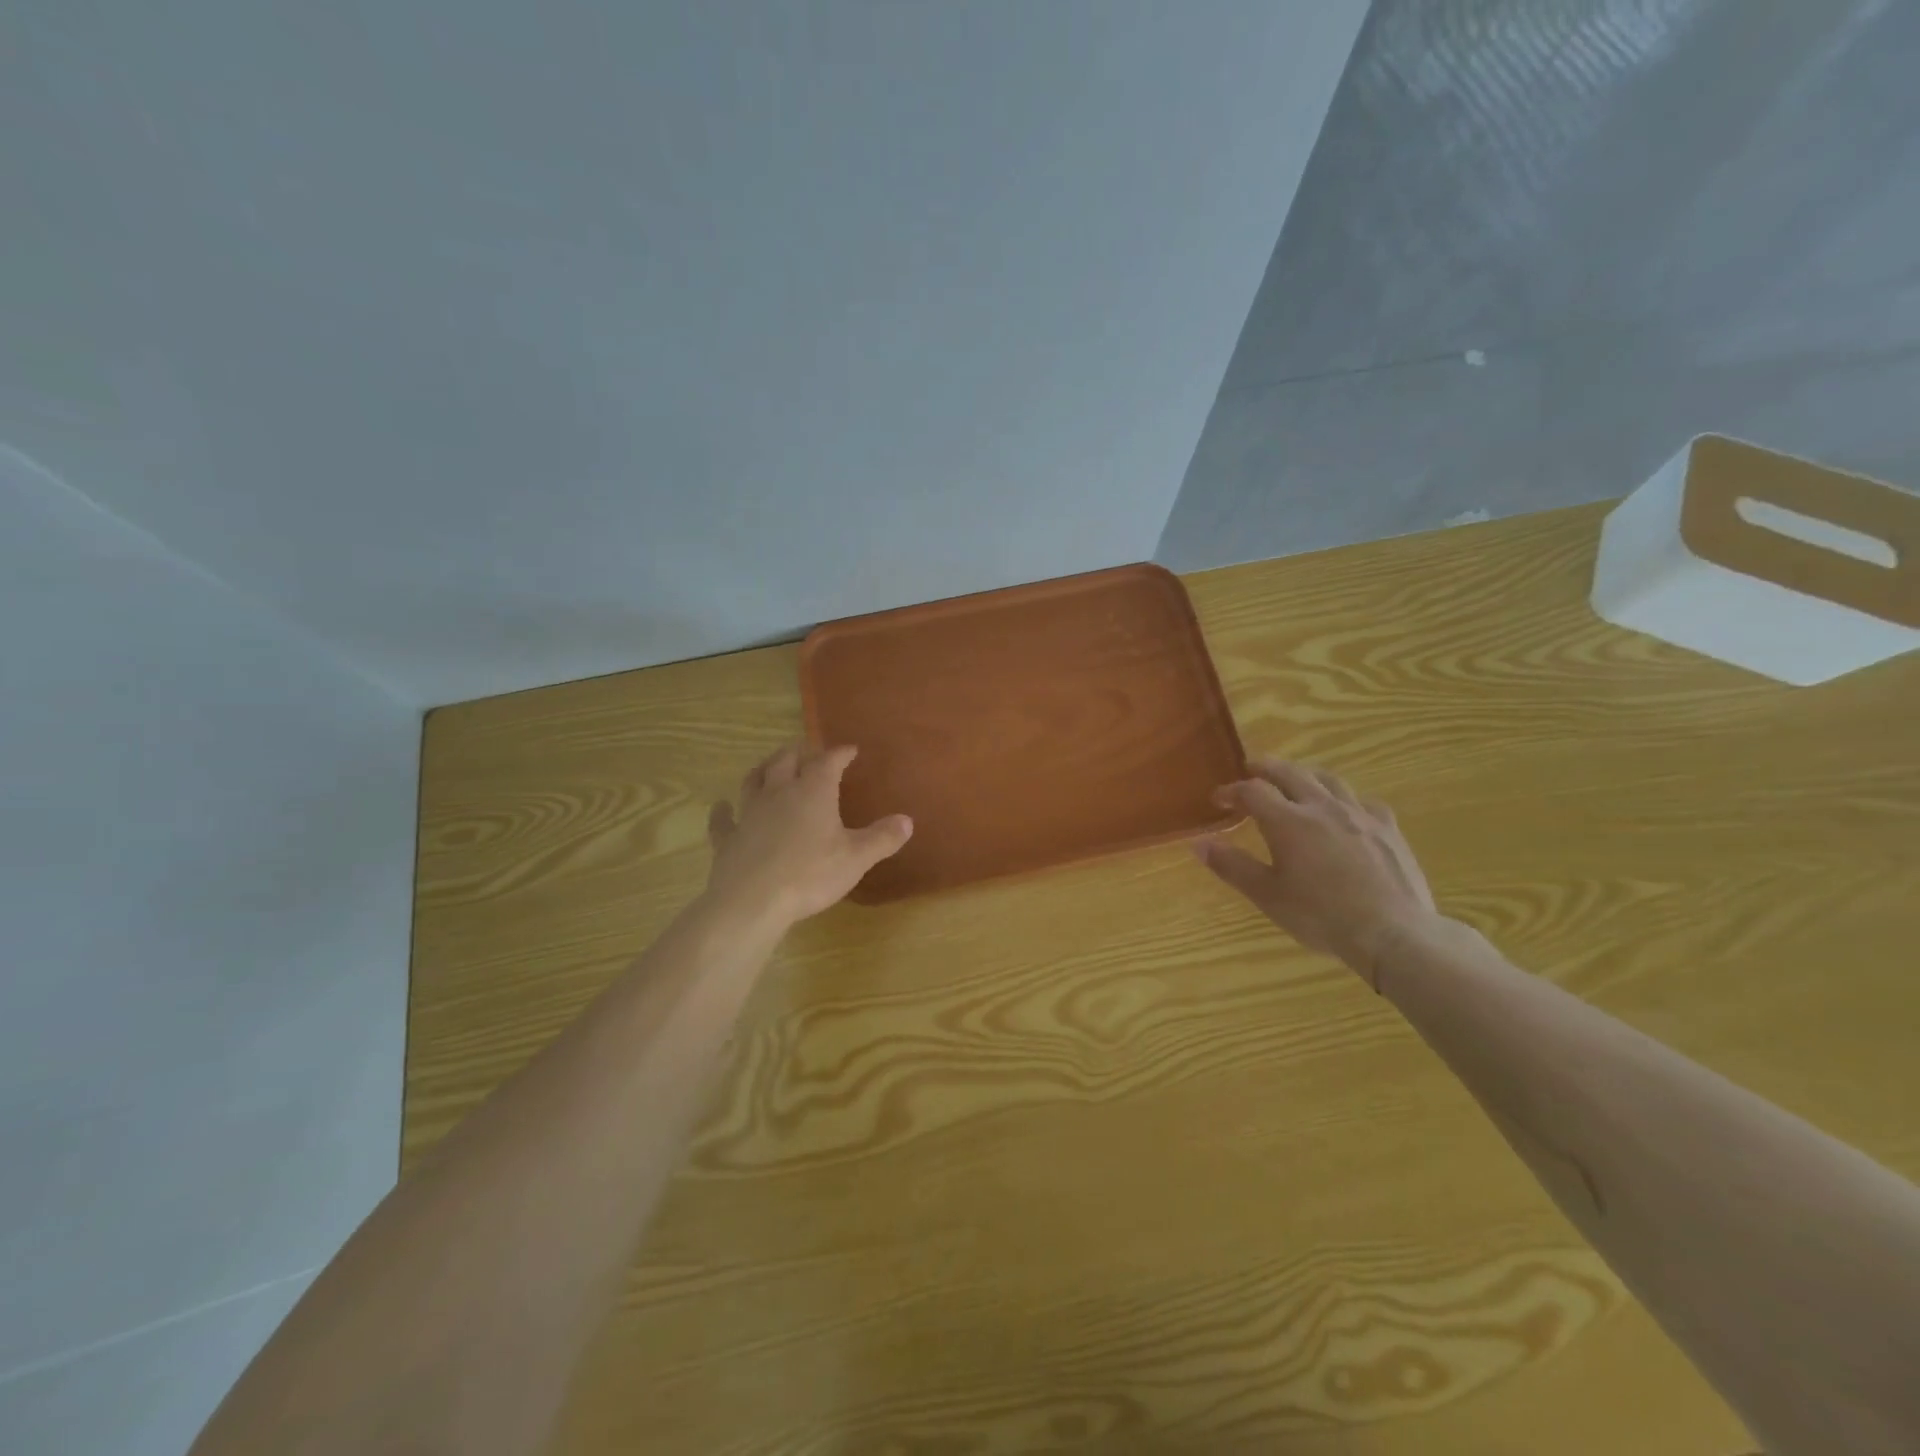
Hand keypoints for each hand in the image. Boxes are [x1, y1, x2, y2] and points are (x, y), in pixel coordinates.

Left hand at [703, 743, 912, 926]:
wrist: (752, 901)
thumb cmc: (810, 875)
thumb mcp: (856, 858)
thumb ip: (882, 838)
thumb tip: (907, 820)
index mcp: (813, 792)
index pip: (828, 761)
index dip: (839, 753)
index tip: (849, 750)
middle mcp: (779, 793)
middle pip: (786, 761)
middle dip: (799, 753)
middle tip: (808, 752)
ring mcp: (749, 814)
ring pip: (754, 780)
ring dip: (764, 769)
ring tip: (770, 766)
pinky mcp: (727, 838)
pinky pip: (722, 819)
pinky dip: (722, 811)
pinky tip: (721, 807)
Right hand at [1194, 758, 1436, 985]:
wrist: (1393, 933)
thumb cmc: (1321, 916)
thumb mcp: (1268, 895)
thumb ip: (1232, 866)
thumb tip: (1198, 843)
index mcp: (1288, 821)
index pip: (1252, 791)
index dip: (1232, 791)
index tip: (1218, 799)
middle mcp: (1322, 807)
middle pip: (1290, 773)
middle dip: (1266, 768)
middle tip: (1251, 770)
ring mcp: (1359, 815)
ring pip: (1329, 779)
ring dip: (1305, 774)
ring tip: (1295, 780)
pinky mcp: (1388, 829)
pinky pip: (1364, 801)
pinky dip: (1345, 799)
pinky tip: (1346, 811)